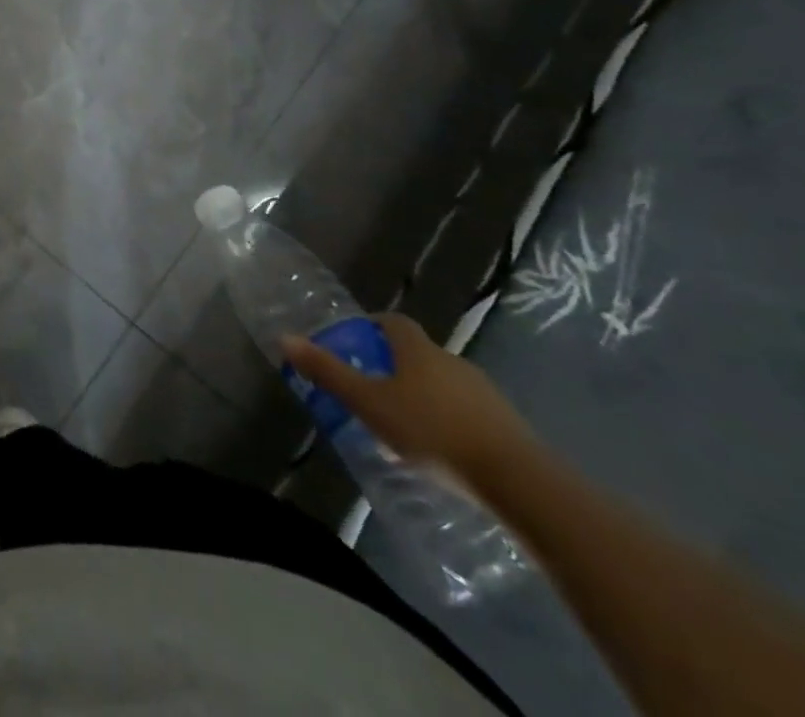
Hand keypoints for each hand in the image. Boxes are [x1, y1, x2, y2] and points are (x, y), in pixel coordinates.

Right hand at [281, 313, 538, 493]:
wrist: (519, 481)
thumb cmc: (431, 431)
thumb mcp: (368, 403)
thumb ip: (327, 372)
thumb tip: (285, 338)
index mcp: (417, 349)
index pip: (392, 322)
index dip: (372, 326)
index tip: (355, 342)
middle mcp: (452, 361)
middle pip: (418, 354)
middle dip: (394, 367)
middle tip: (371, 390)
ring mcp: (485, 394)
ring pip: (444, 385)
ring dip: (423, 397)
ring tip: (403, 426)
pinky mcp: (508, 426)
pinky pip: (468, 413)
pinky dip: (449, 422)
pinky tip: (440, 451)